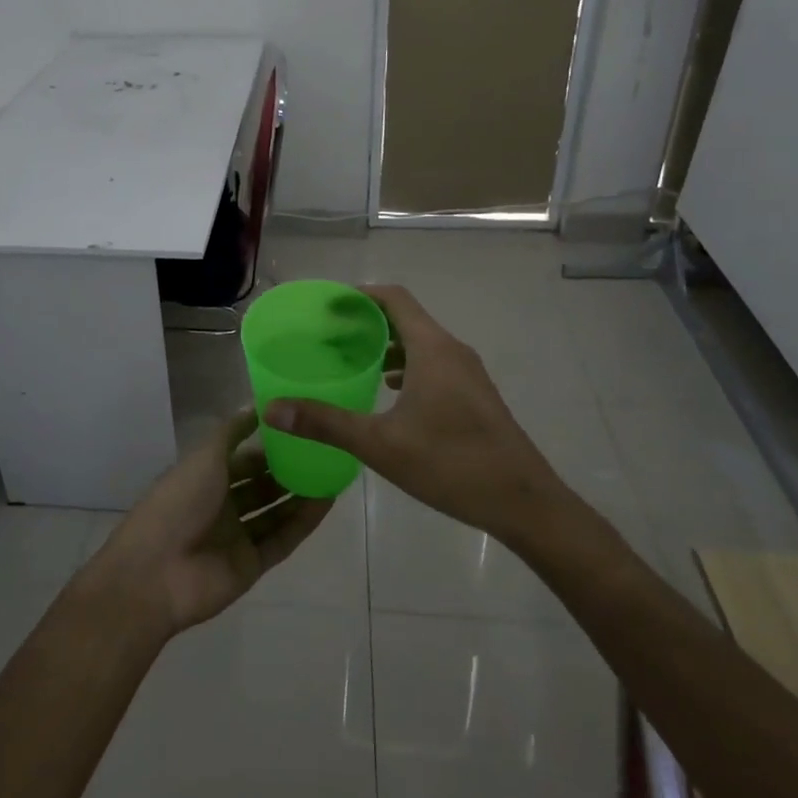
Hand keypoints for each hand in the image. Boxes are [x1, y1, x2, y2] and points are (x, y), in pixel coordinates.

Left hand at [86, 409, 333, 635]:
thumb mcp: (204, 456)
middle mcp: (221, 505)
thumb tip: (256, 405)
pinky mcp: (251, 564)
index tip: (300, 429)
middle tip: (324, 451)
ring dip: (300, 494)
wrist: (155, 573)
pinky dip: (303, 522)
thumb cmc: (177, 503)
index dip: (268, 445)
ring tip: (333, 473)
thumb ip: (232, 432)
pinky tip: (328, 502)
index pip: (242, 457)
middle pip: (260, 485)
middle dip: (288, 470)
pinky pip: (282, 539)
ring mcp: (236, 536)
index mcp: (205, 477)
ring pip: (275, 511)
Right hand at [265, 285, 582, 550]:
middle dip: (367, 322)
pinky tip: (388, 393)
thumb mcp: (381, 445)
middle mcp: (452, 351)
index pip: (394, 298)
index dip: (360, 295)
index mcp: (432, 348)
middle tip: (329, 337)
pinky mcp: (476, 395)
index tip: (327, 306)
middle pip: (406, 318)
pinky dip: (406, 366)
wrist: (525, 503)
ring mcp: (469, 374)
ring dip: (387, 346)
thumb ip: (326, 423)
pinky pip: (434, 364)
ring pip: (421, 343)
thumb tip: (272, 409)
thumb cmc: (452, 465)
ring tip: (352, 362)